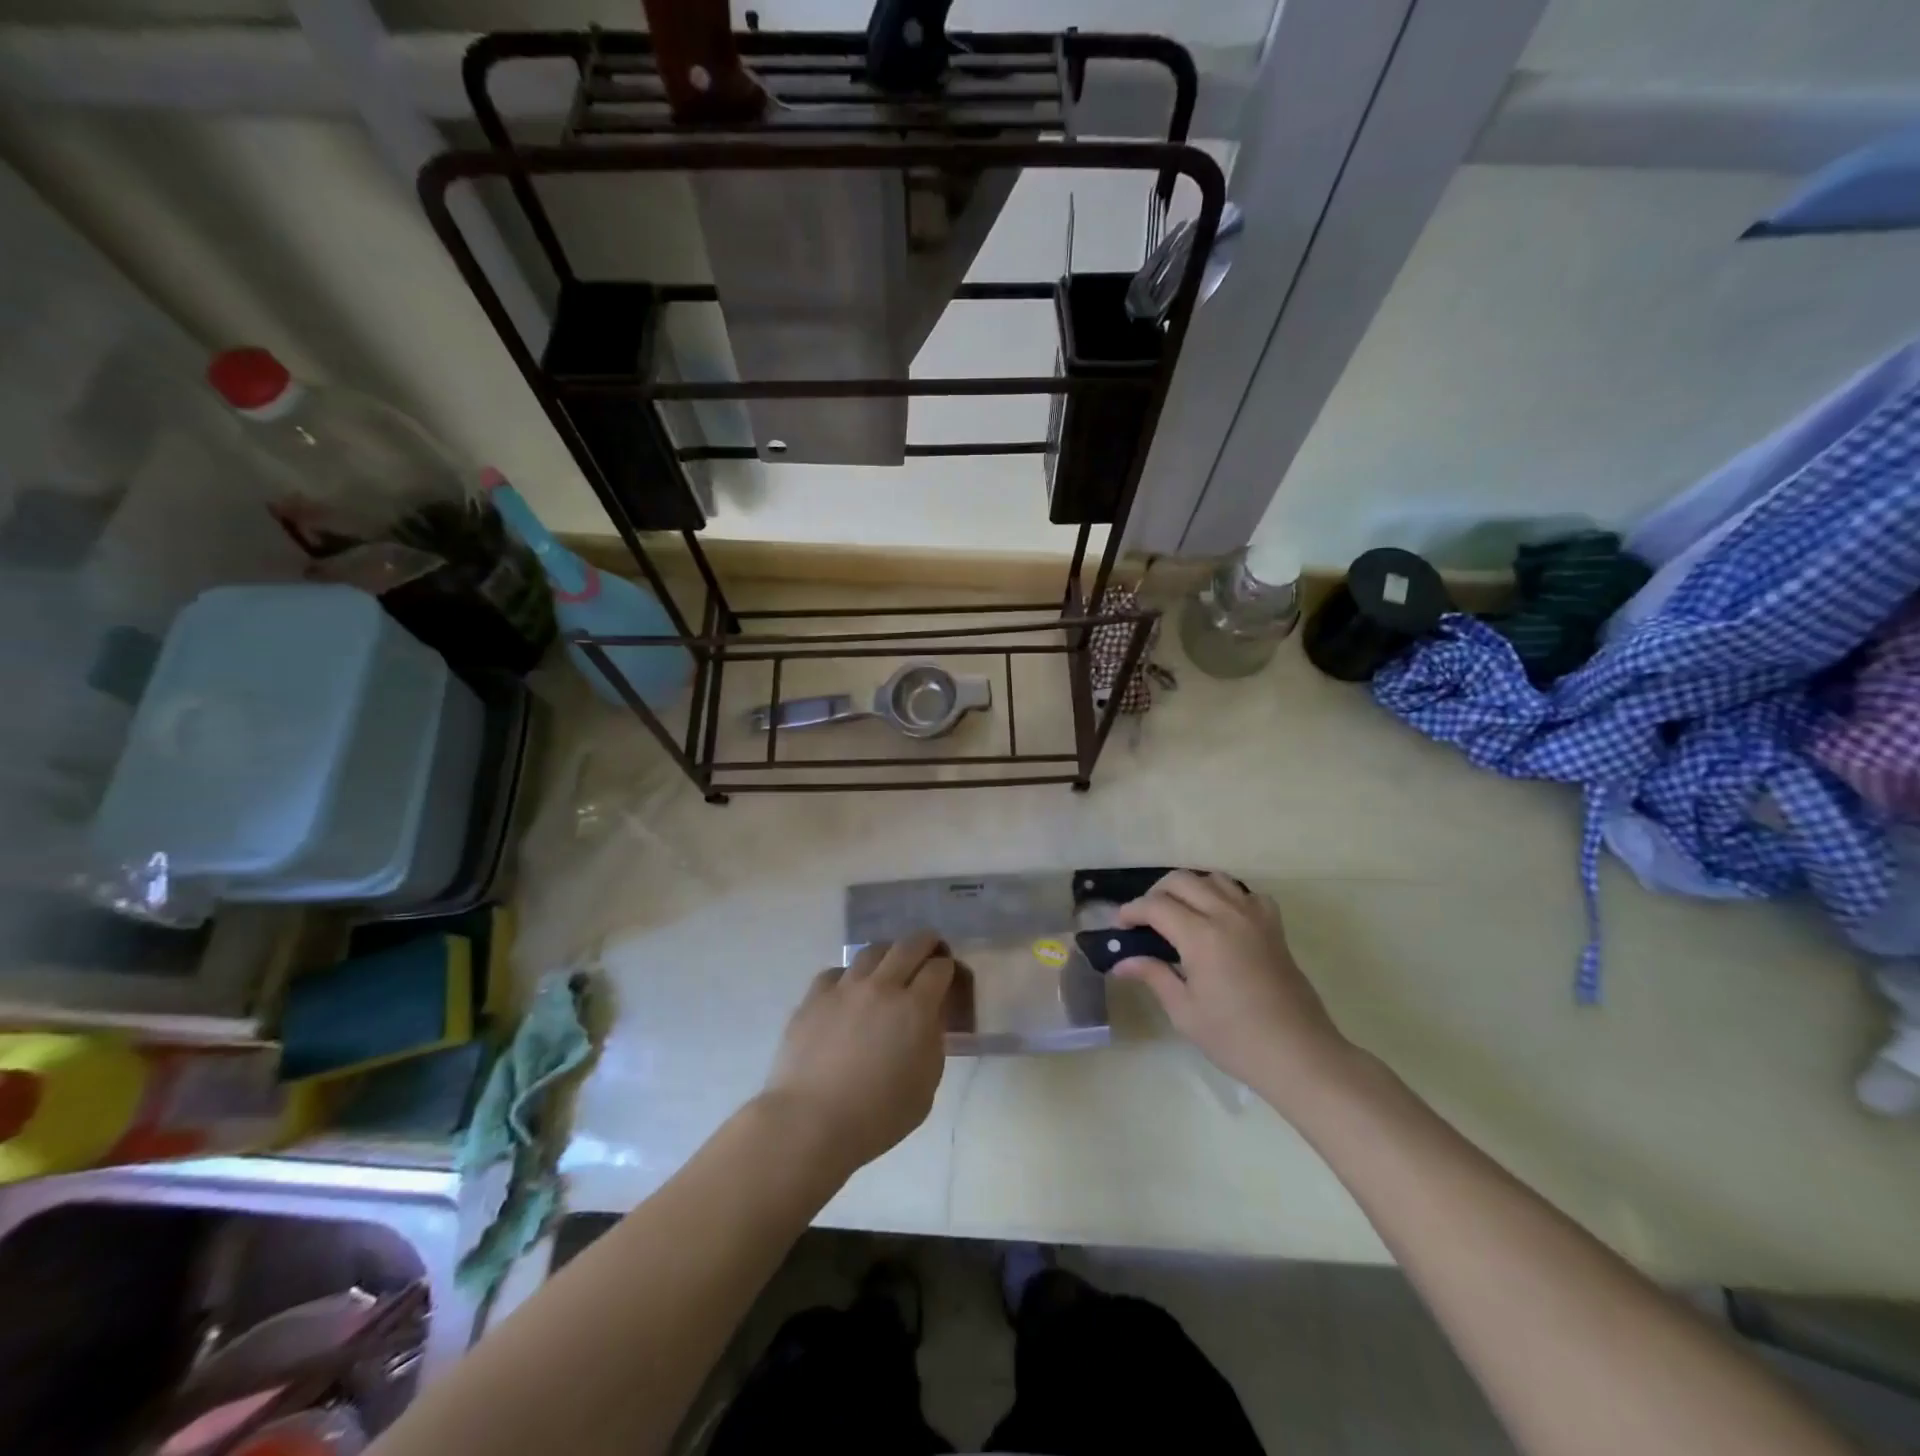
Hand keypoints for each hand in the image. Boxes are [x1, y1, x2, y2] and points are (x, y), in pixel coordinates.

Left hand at [759, 931, 955, 1176]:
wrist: (810, 1122)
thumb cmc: (877, 1116)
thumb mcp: (926, 1086)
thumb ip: (933, 1044)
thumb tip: (929, 1019)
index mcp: (915, 1008)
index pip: (938, 969)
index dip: (947, 967)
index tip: (948, 973)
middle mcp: (882, 987)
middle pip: (908, 946)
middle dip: (926, 942)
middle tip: (930, 947)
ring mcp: (844, 988)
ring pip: (871, 951)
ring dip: (888, 952)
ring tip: (890, 962)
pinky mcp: (814, 997)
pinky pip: (836, 972)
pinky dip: (849, 975)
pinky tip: (849, 989)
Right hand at [1113, 871, 1352, 1111]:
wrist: (1300, 1055)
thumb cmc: (1236, 1039)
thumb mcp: (1185, 1012)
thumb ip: (1153, 976)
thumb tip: (1122, 962)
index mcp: (1201, 936)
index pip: (1156, 905)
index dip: (1132, 911)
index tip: (1120, 926)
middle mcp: (1227, 915)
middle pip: (1182, 880)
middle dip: (1156, 893)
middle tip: (1145, 920)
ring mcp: (1255, 917)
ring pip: (1214, 879)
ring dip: (1190, 888)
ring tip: (1180, 914)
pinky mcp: (1274, 927)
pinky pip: (1246, 893)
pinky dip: (1227, 896)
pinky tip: (1221, 918)